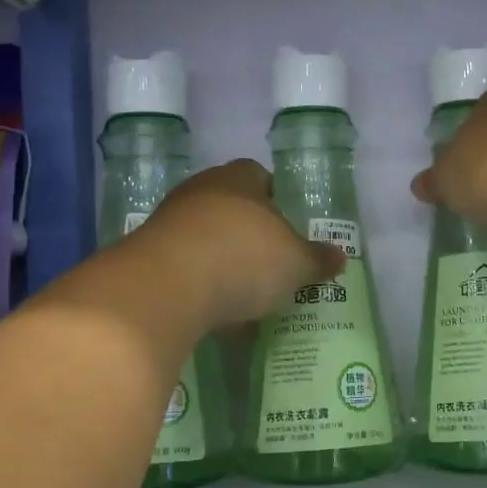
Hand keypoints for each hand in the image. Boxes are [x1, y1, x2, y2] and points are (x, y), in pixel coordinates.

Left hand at [136, 159, 345, 327]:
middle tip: (271, 262)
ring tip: (244, 294)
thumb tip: (339, 256)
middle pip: (230, 205)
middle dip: (249, 233)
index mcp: (239, 178)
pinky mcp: (146, 256)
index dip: (276, 199)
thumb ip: (317, 259)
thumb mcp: (295, 263)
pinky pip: (184, 266)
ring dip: (222, 260)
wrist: (165, 288)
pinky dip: (199, 284)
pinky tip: (215, 311)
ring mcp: (168, 221)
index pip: (260, 176)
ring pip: (204, 236)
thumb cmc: (243, 258)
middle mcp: (201, 190)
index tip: (288, 228)